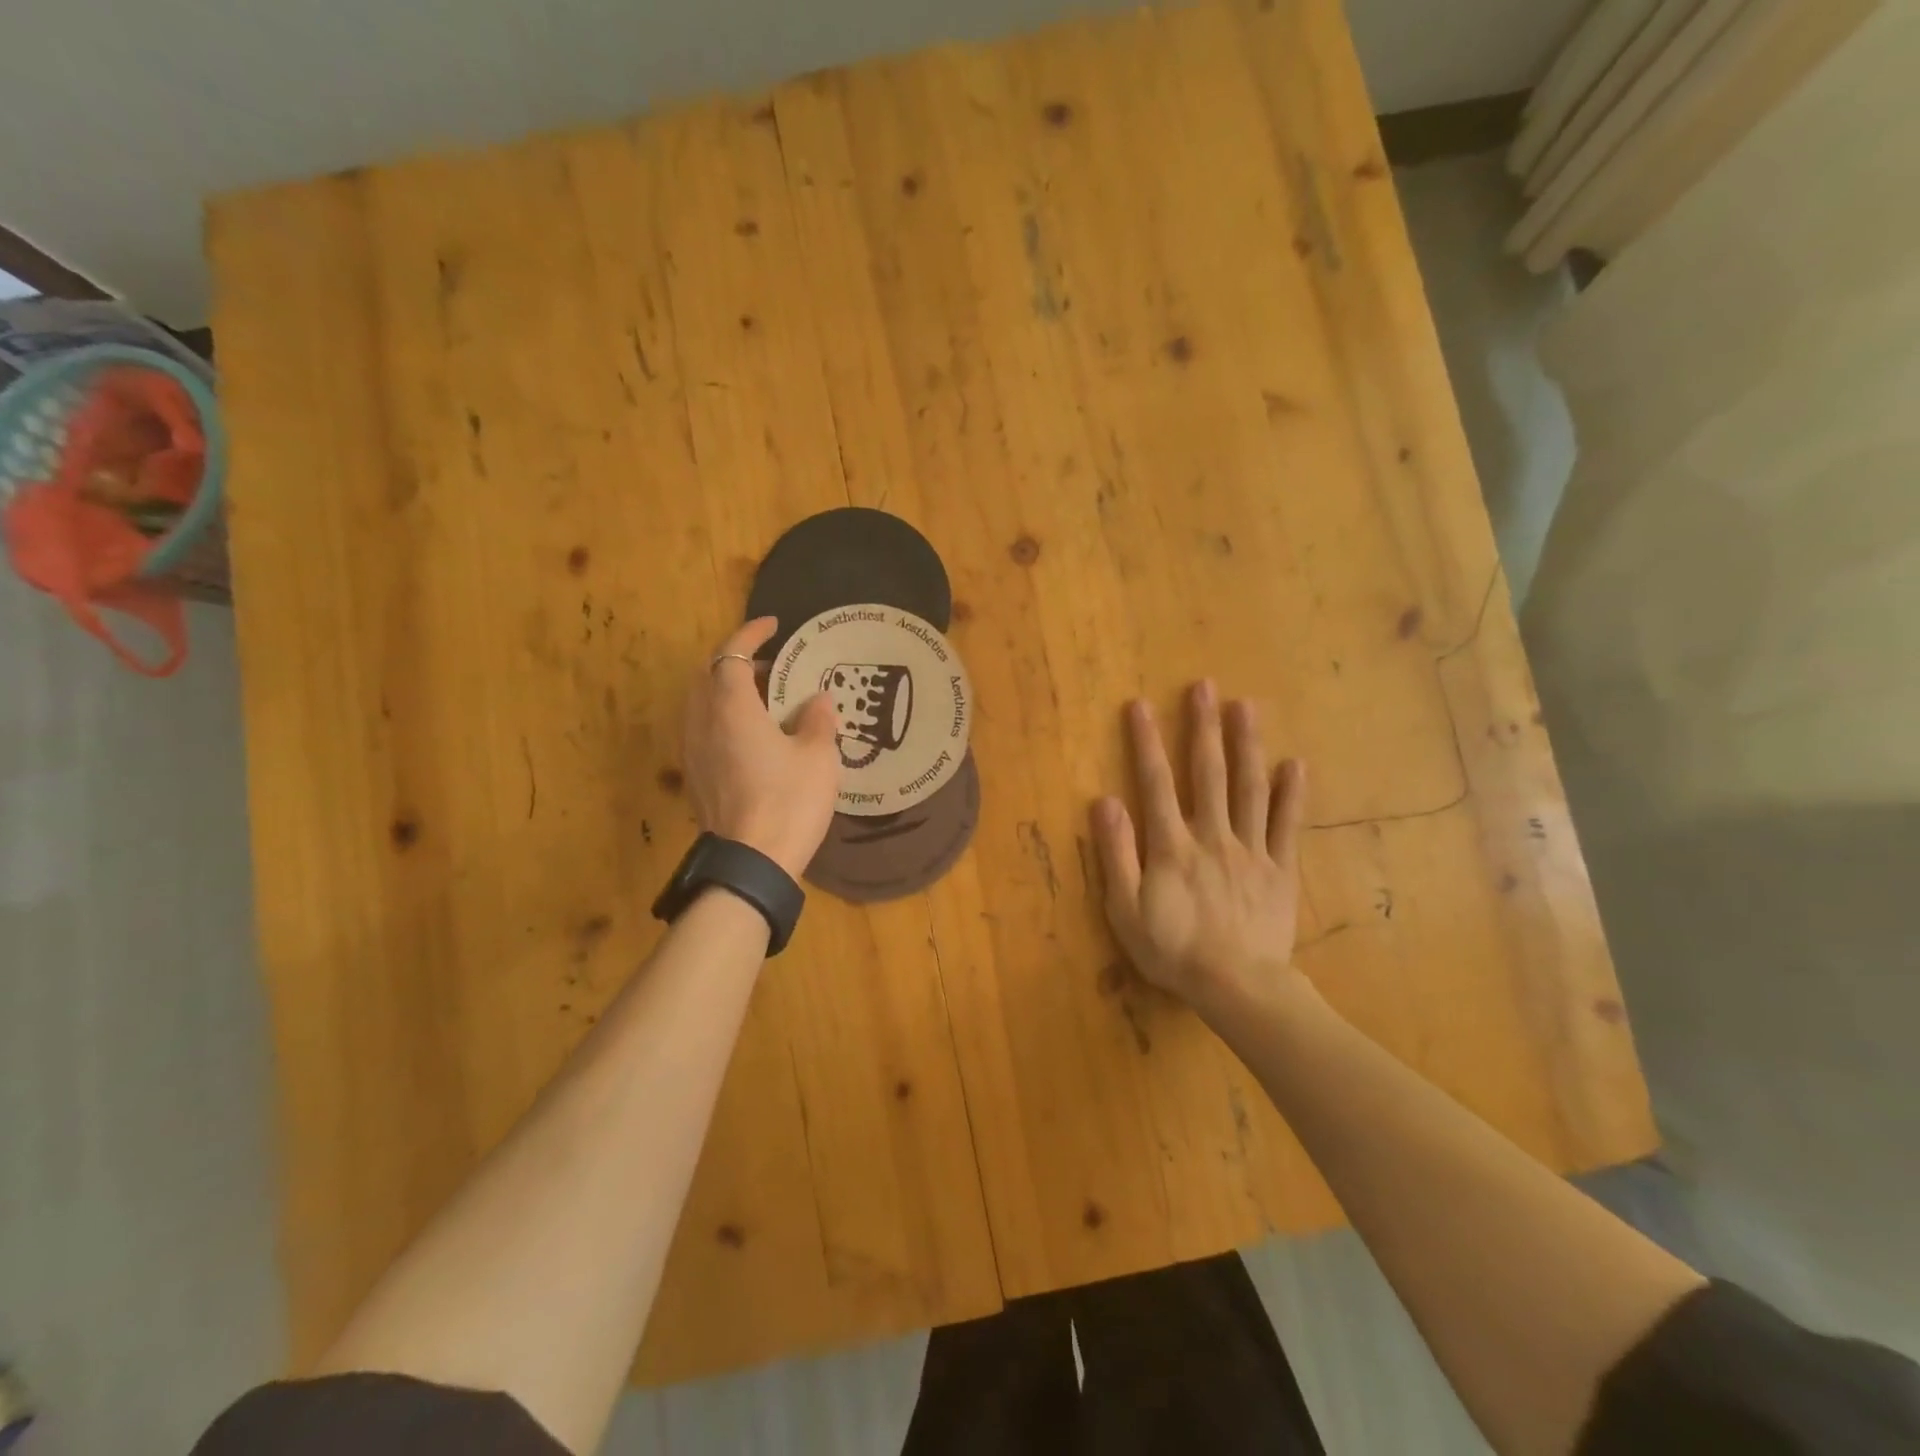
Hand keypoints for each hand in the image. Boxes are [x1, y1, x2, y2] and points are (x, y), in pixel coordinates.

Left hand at [683, 618, 840, 879]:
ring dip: (727, 690)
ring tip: (762, 699)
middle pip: (708, 674)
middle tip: (771, 666)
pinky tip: (751, 735)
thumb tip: (818, 700)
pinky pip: (703, 728)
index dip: (751, 634)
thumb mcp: (818, 756)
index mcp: (731, 707)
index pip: (731, 654)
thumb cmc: (789, 800)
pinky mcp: (695, 775)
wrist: (753, 861)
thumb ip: (818, 720)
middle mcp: (702, 721)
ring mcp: (693, 750)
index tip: (774, 626)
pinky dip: (722, 716)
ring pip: (701, 702)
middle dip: (735, 661)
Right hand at [1091, 681, 1311, 1020]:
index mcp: (1171, 846)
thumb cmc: (1173, 950)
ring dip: (1246, 745)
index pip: (1155, 783)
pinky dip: (1290, 794)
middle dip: (1203, 728)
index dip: (1146, 743)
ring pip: (1248, 788)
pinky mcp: (1280, 869)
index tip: (1140, 705)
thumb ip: (1116, 854)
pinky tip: (1295, 764)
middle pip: (1207, 773)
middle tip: (1203, 686)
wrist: (1237, 987)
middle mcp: (1212, 836)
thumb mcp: (1125, 909)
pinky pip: (1285, 826)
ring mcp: (1251, 850)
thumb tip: (1105, 801)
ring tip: (1246, 706)